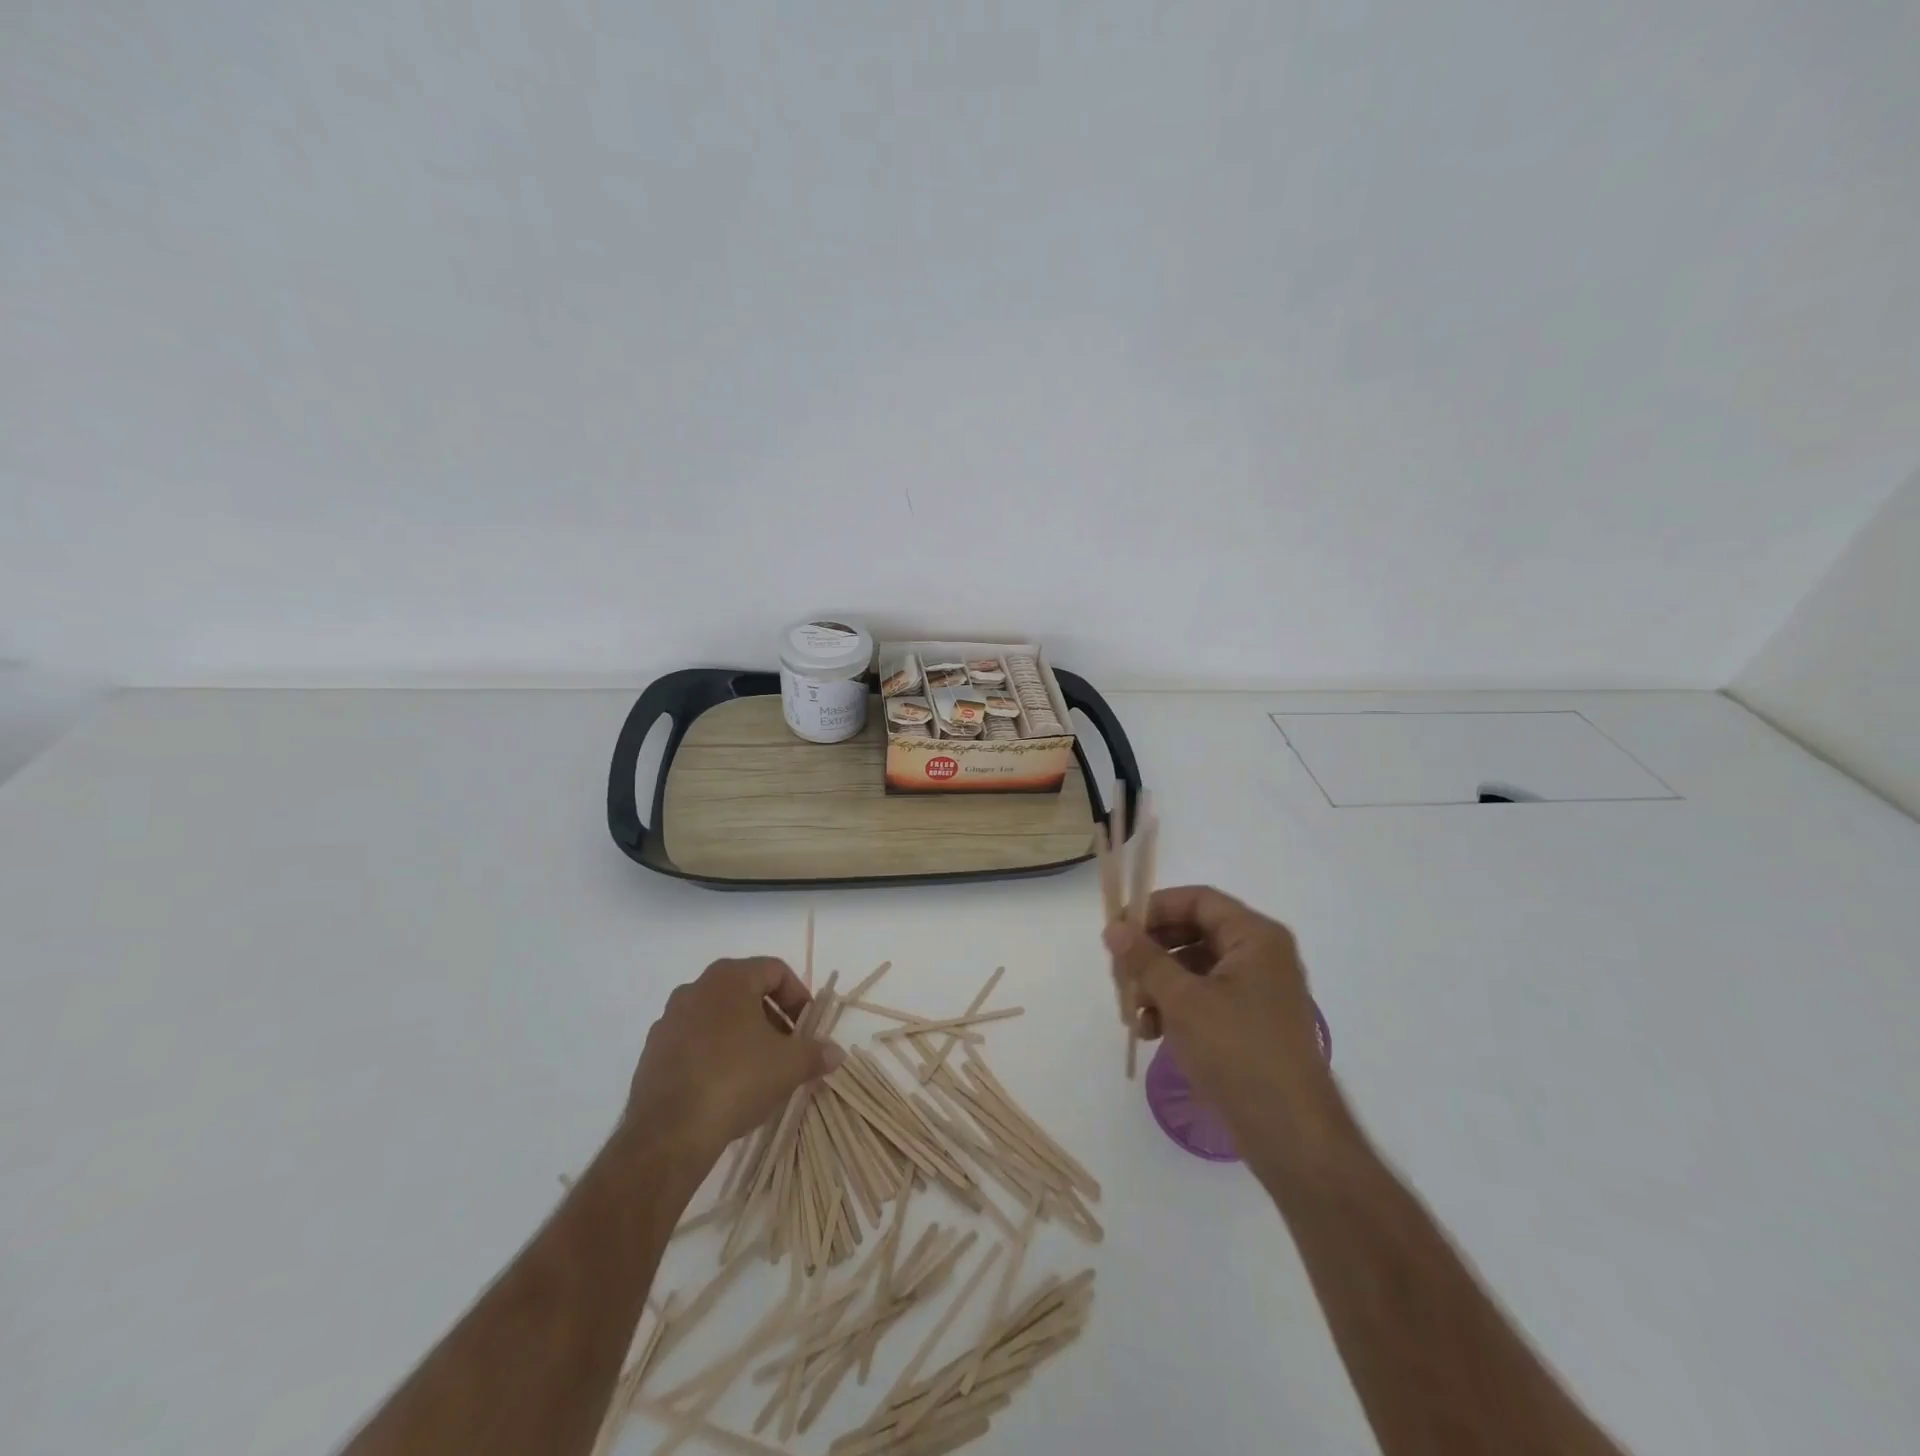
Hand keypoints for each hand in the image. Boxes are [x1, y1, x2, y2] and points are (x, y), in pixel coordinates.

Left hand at [626, 958, 842, 1163]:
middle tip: (788, 1047)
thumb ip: (815, 1052)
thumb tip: (835, 1053)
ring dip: (743, 1035)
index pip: (775, 970)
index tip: (807, 1027)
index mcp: (729, 978)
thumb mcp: (789, 1066)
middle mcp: (695, 988)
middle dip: (772, 1016)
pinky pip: (694, 1041)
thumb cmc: (736, 1080)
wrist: (668, 1133)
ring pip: (718, 1016)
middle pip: (745, 991)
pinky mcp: (652, 1052)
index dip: (798, 996)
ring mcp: (669, 1020)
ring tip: (758, 1069)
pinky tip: (725, 1086)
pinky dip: (714, 1053)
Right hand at [1105, 886, 1335, 1148]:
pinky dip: (1175, 1007)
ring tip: (1131, 1011)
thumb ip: (1145, 959)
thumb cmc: (1238, 1053)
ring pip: (1195, 968)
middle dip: (1151, 952)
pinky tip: (1150, 1031)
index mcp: (1255, 937)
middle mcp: (1261, 956)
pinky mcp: (1250, 1023)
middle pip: (1194, 933)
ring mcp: (1257, 991)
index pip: (1198, 900)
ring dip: (1158, 983)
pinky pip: (1205, 998)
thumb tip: (1114, 928)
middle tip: (1118, 972)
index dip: (1154, 908)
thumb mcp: (1183, 1001)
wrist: (1292, 1135)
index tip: (1118, 928)